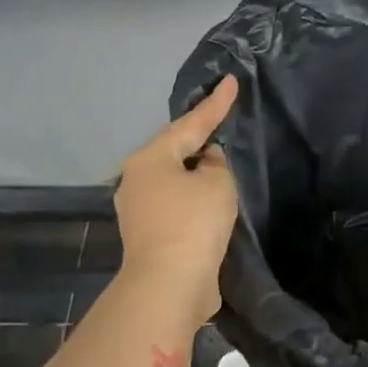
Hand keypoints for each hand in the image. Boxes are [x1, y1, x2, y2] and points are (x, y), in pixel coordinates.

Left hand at [114, 75, 239, 324]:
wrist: (168, 285)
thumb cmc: (193, 223)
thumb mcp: (217, 184)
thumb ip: (216, 165)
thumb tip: (206, 163)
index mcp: (150, 159)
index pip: (190, 124)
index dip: (215, 104)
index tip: (231, 81)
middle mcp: (136, 179)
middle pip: (174, 151)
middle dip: (197, 137)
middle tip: (221, 119)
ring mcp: (138, 210)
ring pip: (173, 180)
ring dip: (195, 172)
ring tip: (219, 161)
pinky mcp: (148, 236)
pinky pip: (175, 205)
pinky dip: (193, 198)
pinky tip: (210, 200)